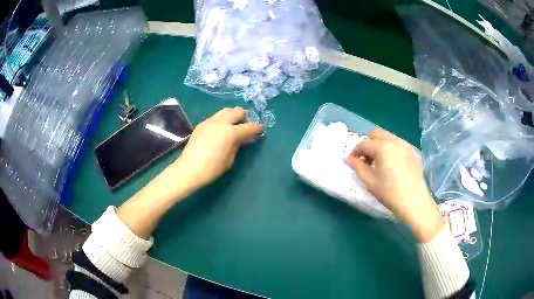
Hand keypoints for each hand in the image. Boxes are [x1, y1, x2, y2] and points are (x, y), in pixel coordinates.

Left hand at [173, 107, 263, 192]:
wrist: (189, 169)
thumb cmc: (212, 169)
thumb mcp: (230, 159)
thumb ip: (238, 145)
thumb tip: (244, 138)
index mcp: (230, 132)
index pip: (249, 127)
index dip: (257, 127)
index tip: (261, 128)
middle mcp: (221, 122)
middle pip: (237, 111)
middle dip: (244, 116)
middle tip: (245, 125)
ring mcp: (209, 121)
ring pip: (225, 111)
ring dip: (232, 115)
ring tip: (233, 126)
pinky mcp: (201, 124)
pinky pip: (215, 117)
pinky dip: (222, 120)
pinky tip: (220, 130)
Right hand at [344, 128, 442, 242]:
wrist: (414, 202)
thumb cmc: (389, 193)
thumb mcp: (370, 181)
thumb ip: (357, 166)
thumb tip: (348, 158)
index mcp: (383, 147)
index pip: (364, 144)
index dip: (355, 152)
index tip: (352, 162)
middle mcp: (395, 141)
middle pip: (377, 134)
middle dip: (368, 144)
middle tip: (366, 160)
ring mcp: (407, 145)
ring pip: (389, 137)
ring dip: (380, 145)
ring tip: (379, 163)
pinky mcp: (414, 152)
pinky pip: (399, 144)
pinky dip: (392, 149)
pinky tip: (393, 165)